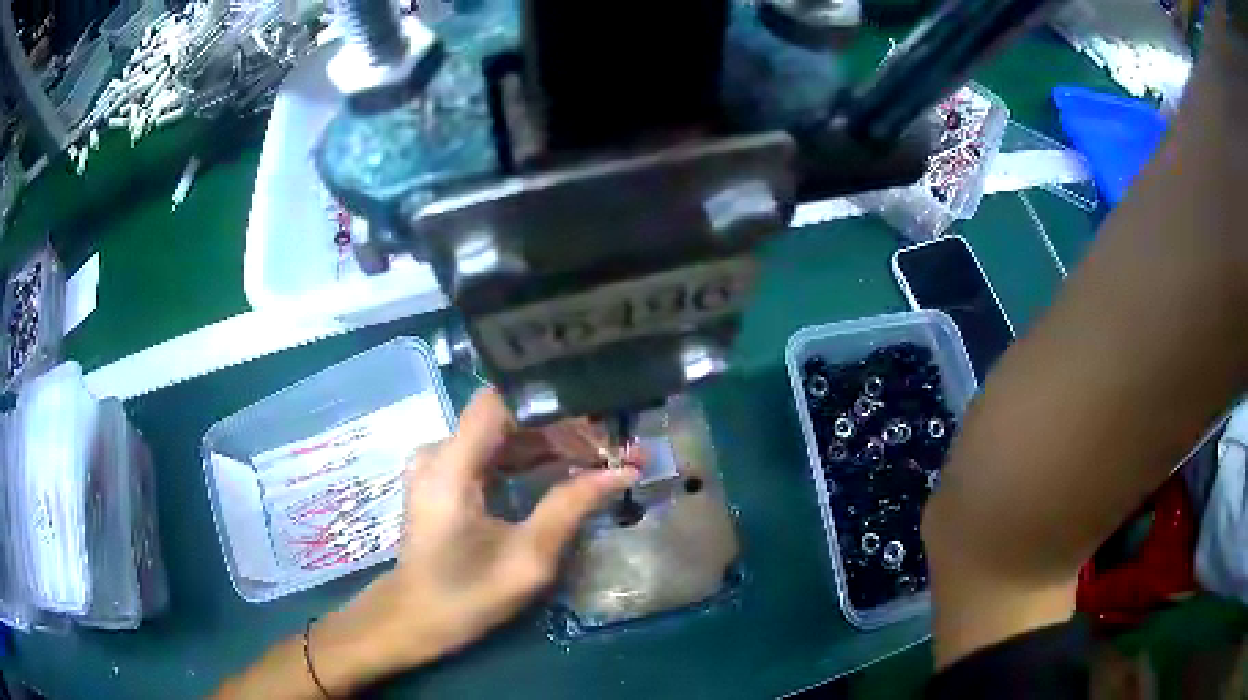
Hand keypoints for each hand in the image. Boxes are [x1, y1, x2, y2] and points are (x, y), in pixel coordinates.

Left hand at [309, 389, 639, 693]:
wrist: (416, 616)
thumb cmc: (468, 594)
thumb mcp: (528, 558)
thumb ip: (571, 507)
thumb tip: (623, 472)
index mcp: (451, 466)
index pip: (500, 400)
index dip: (549, 405)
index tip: (595, 423)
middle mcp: (439, 451)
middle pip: (505, 416)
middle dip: (559, 429)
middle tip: (609, 451)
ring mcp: (437, 462)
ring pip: (500, 433)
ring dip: (547, 444)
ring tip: (595, 461)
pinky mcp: (442, 477)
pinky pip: (489, 452)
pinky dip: (526, 458)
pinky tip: (559, 473)